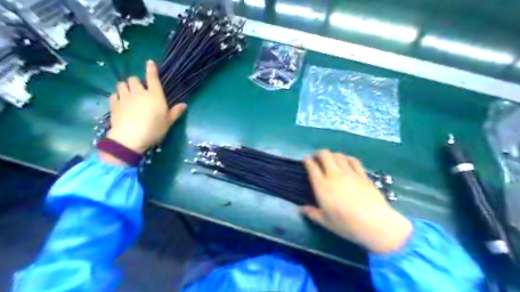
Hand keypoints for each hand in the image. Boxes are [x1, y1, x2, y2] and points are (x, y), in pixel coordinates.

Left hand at [104, 60, 186, 154]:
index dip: (151, 69)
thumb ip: (175, 112)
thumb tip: (184, 105)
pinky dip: (117, 96)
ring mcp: (125, 97)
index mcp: (155, 96)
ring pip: (122, 84)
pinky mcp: (114, 104)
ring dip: (126, 87)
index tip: (149, 62)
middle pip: (134, 79)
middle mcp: (139, 92)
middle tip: (140, 90)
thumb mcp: (168, 122)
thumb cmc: (154, 129)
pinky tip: (120, 102)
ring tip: (129, 94)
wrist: (130, 138)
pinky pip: (114, 94)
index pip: (152, 78)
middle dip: (136, 82)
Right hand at [303, 151, 412, 252]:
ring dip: (332, 155)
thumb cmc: (346, 224)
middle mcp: (334, 175)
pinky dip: (347, 158)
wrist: (373, 223)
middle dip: (319, 153)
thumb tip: (301, 209)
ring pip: (338, 155)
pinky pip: (353, 160)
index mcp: (322, 186)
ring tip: (331, 159)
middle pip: (325, 155)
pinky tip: (346, 161)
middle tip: (317, 158)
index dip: (307, 160)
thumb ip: (312, 213)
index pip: (312, 167)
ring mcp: (349, 173)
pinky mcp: (362, 175)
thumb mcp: (325, 222)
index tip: (306, 160)